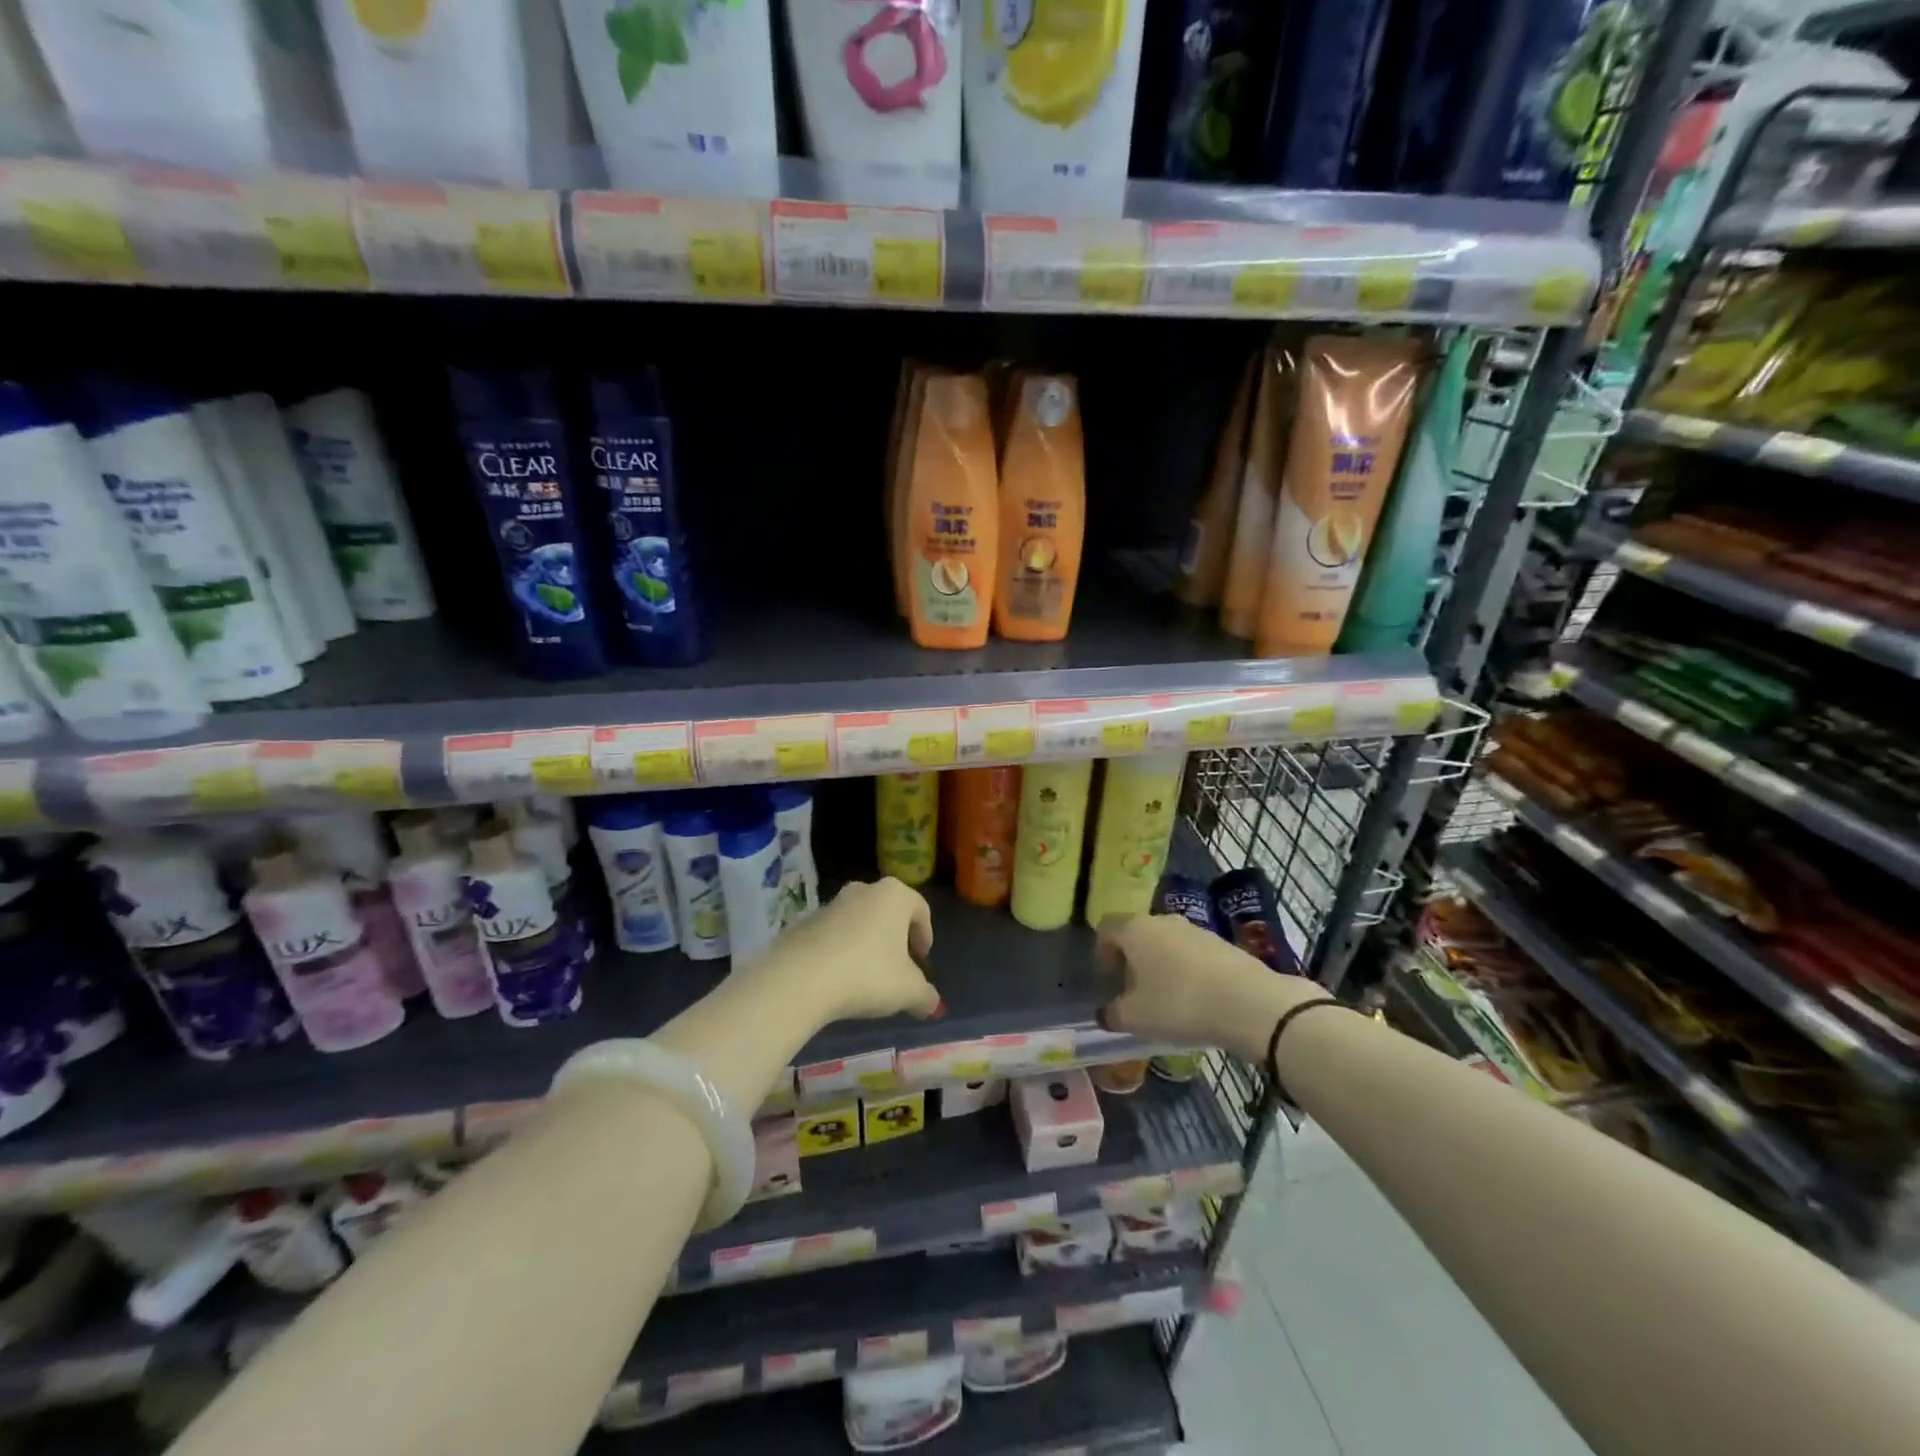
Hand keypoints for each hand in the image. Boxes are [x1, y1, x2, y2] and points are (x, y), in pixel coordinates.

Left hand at [760, 878, 942, 1023]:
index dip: (925, 935)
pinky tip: (840, 979)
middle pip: (888, 912)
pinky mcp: (805, 923)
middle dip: (896, 939)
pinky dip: (841, 952)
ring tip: (867, 978)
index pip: (920, 909)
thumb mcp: (908, 991)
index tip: (922, 961)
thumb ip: (926, 996)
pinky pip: (833, 936)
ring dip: (867, 945)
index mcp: (894, 895)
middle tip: (898, 968)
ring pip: (859, 922)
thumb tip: (933, 1004)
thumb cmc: (868, 974)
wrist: (801, 978)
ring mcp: (831, 904)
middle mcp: (864, 890)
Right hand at [1096, 913, 1326, 1052]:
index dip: (1101, 951)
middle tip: (1133, 990)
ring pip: (1166, 942)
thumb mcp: (1136, 1018)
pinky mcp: (1223, 944)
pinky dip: (1186, 971)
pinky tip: (1194, 999)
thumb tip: (1106, 1014)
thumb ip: (1114, 1014)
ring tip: (1165, 998)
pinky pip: (1192, 954)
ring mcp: (1196, 930)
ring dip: (1160, 965)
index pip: (1107, 927)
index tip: (1106, 978)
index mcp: (1135, 930)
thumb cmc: (1180, 1004)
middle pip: (1138, 933)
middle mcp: (1163, 921)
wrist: (1250, 1003)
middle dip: (1132, 959)